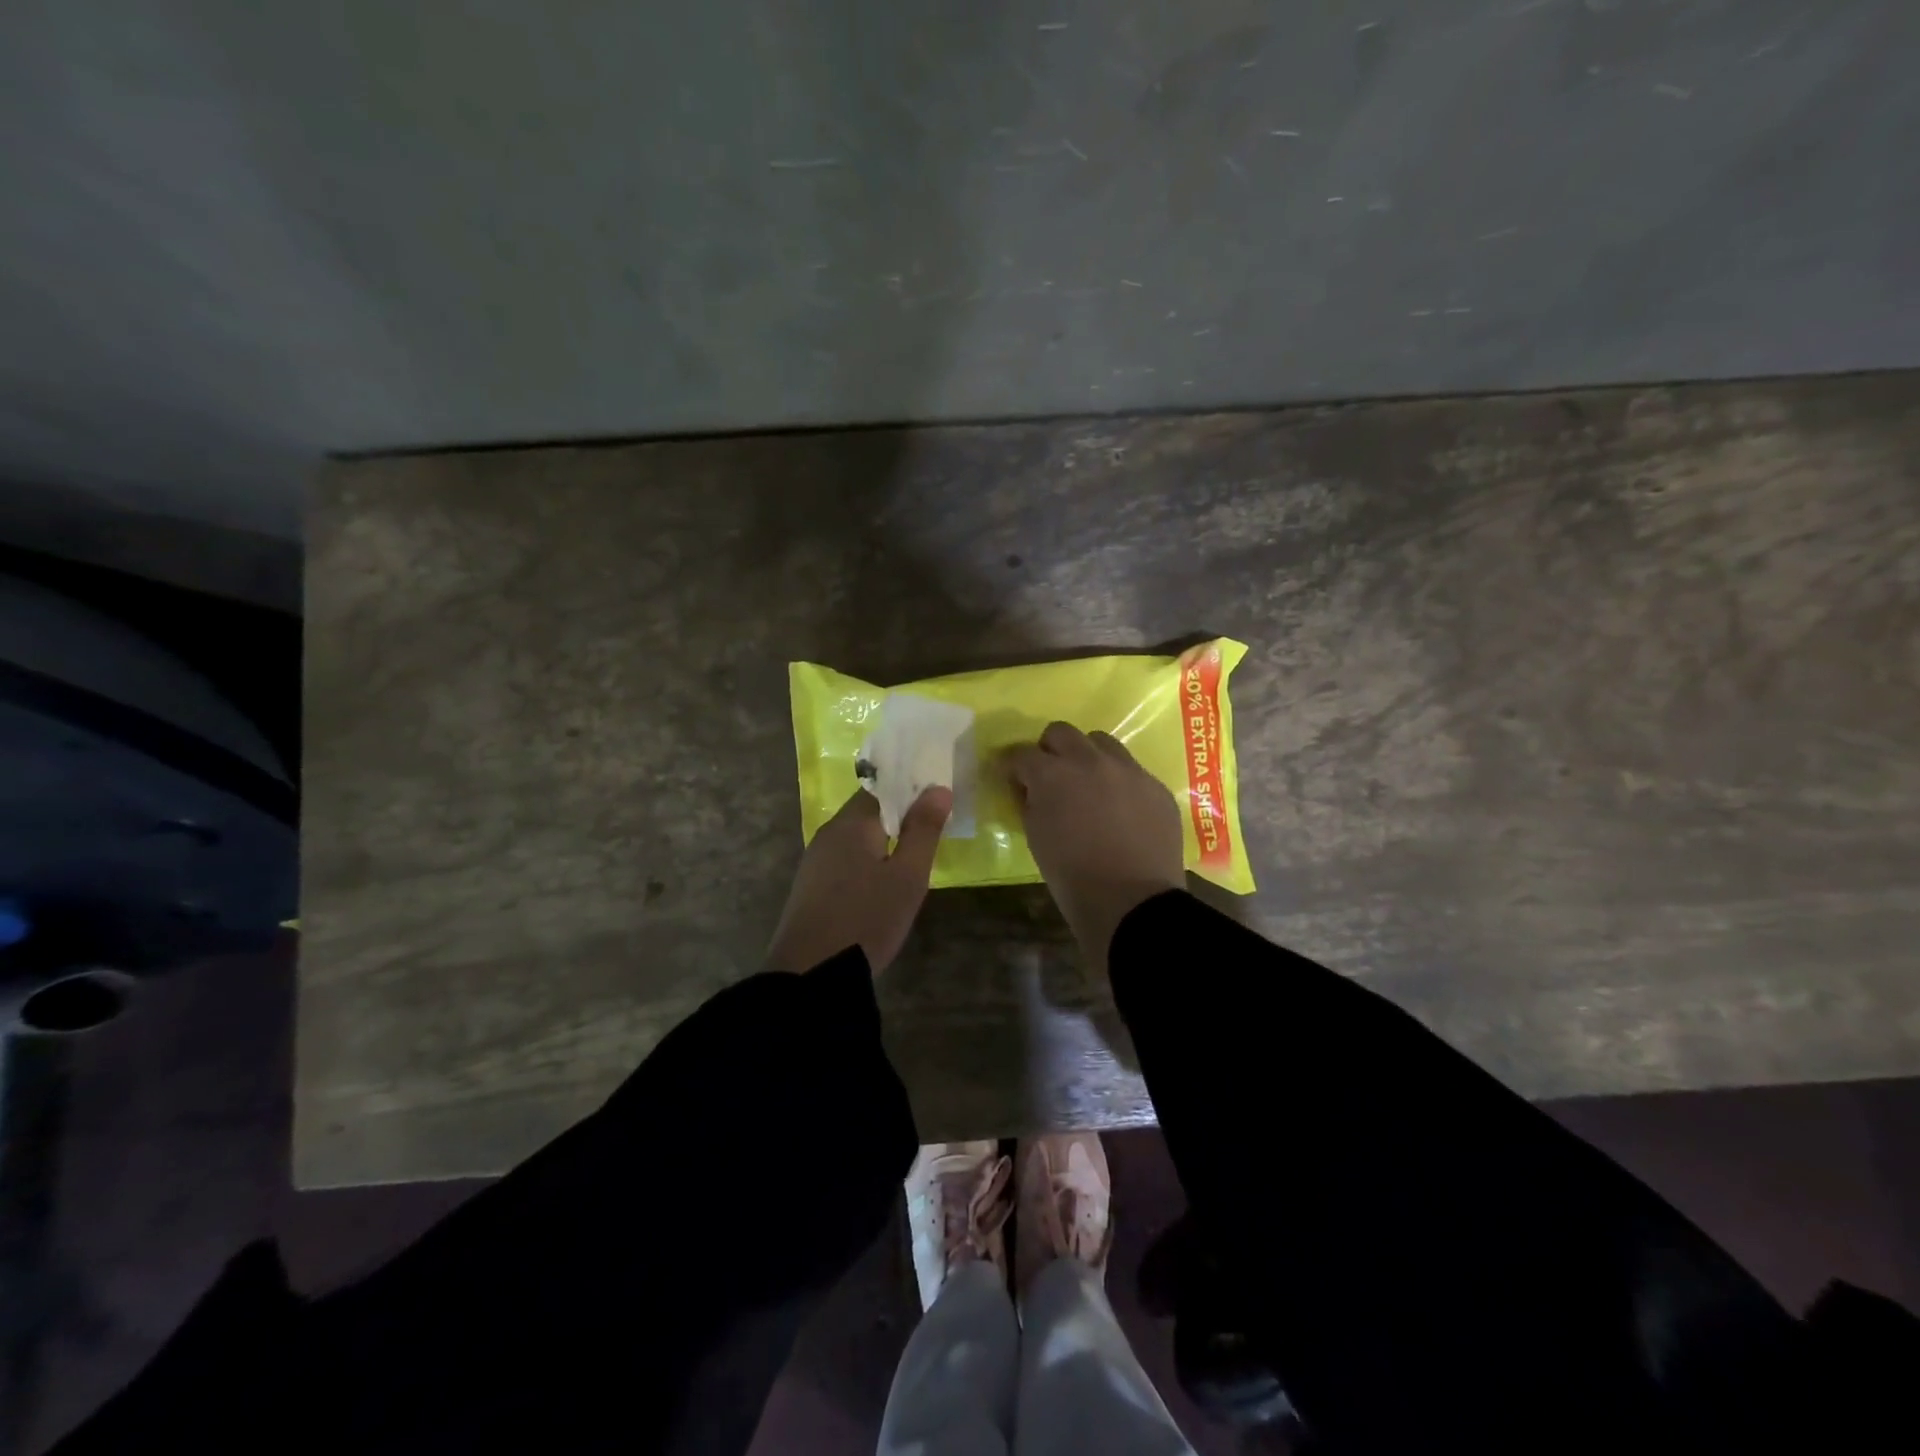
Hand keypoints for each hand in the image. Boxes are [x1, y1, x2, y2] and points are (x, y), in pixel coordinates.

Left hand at [766, 786, 952, 974]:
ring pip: (856, 838)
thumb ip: (923, 830)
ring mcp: (815, 862)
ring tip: (913, 856)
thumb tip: (938, 789)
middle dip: (899, 816)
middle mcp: (828, 834)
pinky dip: (867, 861)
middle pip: (868, 812)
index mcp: (851, 824)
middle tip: (933, 829)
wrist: (811, 975)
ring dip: (883, 841)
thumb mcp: (907, 877)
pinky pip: (845, 860)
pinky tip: (882, 883)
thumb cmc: (867, 920)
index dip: (911, 789)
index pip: (883, 788)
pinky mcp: (810, 888)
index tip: (938, 799)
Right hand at [1005, 723, 1185, 977]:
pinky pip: (1132, 770)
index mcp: (1053, 775)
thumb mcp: (1036, 838)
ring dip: (1087, 756)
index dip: (1013, 766)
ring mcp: (1129, 770)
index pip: (1022, 754)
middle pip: (1062, 732)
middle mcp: (1090, 761)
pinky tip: (1120, 809)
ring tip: (1088, 785)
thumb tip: (1030, 788)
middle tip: (1049, 776)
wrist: (1133, 904)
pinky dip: (1119, 781)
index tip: (1013, 778)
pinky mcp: (1156, 786)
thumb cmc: (1072, 878)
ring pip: (1101, 742)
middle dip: (1049, 750)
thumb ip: (1030, 803)